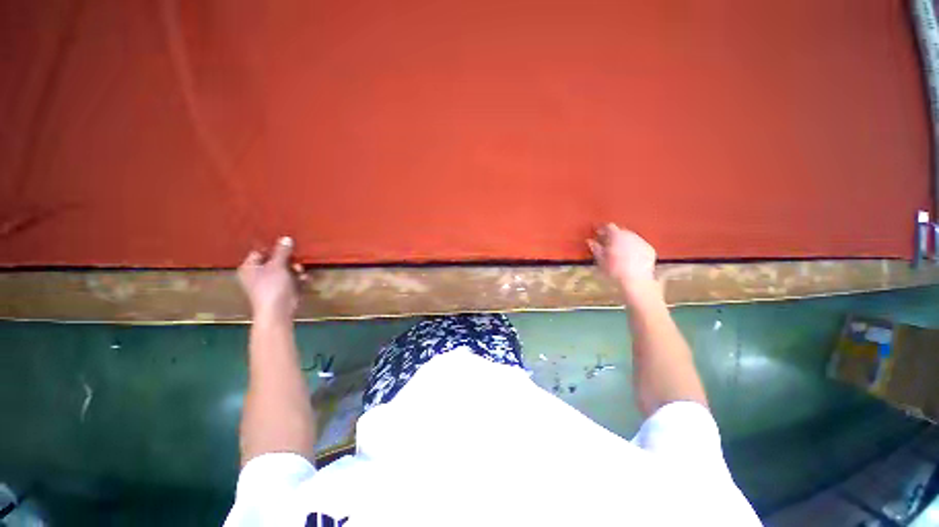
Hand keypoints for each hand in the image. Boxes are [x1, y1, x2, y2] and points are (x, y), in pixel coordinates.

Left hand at [238, 237, 303, 322]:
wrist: (278, 311)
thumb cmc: (272, 287)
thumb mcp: (277, 265)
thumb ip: (282, 251)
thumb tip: (286, 238)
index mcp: (250, 267)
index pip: (260, 252)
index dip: (274, 249)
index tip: (288, 246)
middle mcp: (258, 275)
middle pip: (275, 261)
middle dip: (289, 260)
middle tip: (297, 260)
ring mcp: (270, 284)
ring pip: (285, 271)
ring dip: (295, 270)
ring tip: (301, 272)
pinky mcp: (282, 291)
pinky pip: (291, 281)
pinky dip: (298, 279)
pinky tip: (305, 279)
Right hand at [587, 223, 659, 302]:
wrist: (636, 281)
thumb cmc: (615, 270)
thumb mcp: (601, 260)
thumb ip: (596, 248)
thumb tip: (590, 241)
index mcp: (617, 236)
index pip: (608, 226)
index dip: (602, 229)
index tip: (597, 233)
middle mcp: (631, 235)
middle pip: (620, 230)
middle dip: (613, 235)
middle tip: (606, 242)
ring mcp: (642, 242)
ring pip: (630, 237)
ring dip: (623, 240)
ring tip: (617, 250)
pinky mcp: (650, 249)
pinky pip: (639, 244)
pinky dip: (633, 247)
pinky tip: (629, 256)